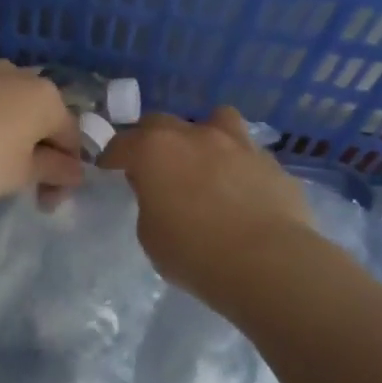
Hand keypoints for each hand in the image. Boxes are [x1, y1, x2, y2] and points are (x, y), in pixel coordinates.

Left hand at [0, 61, 84, 200]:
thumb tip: (76, 170)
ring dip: (7, 136)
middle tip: (20, 184)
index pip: (71, 139)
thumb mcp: (19, 174)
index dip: (65, 175)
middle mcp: (19, 75)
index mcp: (46, 97)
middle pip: (40, 119)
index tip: (45, 203)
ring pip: (7, 107)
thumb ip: (54, 171)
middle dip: (36, 152)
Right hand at [98, 107, 314, 298]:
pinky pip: (248, 154)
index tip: (109, 168)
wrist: (266, 262)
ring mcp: (238, 144)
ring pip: (217, 120)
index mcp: (156, 150)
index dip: (113, 156)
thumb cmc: (194, 252)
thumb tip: (161, 191)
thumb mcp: (150, 234)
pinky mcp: (272, 163)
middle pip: (163, 123)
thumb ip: (150, 202)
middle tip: (153, 165)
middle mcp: (196, 136)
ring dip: (204, 136)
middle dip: (152, 139)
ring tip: (205, 161)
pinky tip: (241, 190)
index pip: (123, 142)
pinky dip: (239, 165)